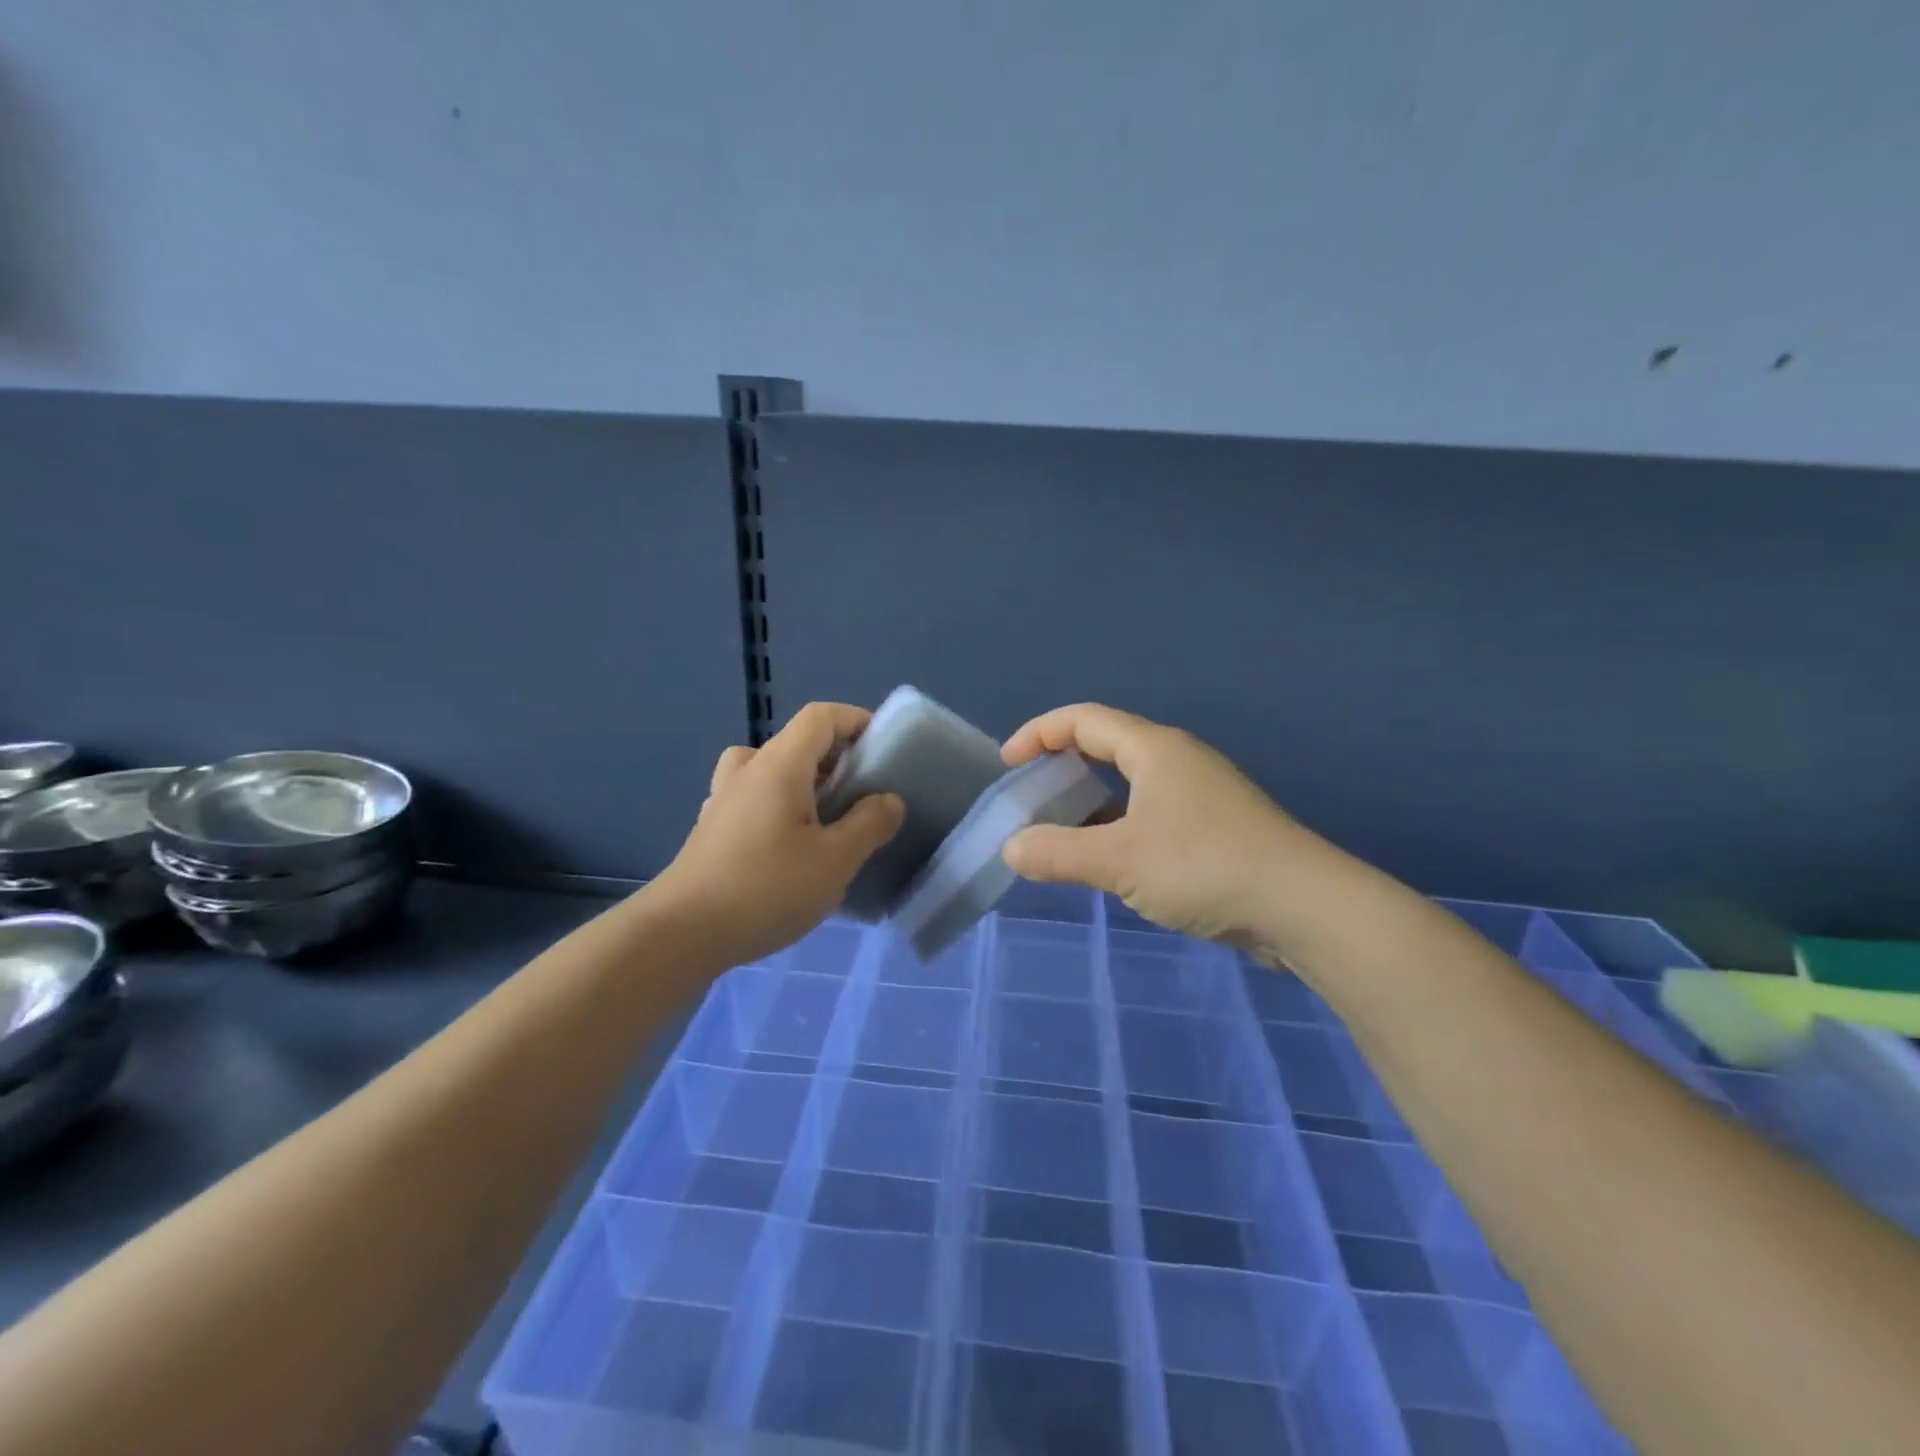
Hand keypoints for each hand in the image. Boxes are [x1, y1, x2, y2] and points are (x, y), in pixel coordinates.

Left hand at [651, 702, 904, 966]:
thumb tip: (889, 800)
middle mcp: (748, 771)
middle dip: (835, 757)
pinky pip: (752, 798)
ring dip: (803, 780)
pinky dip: (778, 805)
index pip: (820, 717)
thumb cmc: (766, 888)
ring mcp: (723, 800)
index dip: (855, 720)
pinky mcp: (711, 830)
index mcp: (779, 766)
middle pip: (796, 741)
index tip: (882, 748)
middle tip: (861, 792)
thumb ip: (869, 824)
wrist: (681, 934)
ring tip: (824, 816)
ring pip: (769, 768)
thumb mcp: (836, 860)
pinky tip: (788, 846)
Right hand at [1000, 704, 1304, 945]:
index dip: (1038, 733)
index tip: (1008, 763)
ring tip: (1062, 833)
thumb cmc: (1204, 866)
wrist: (1303, 906)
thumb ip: (1059, 853)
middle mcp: (1178, 760)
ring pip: (1131, 784)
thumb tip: (1012, 848)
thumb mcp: (1119, 861)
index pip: (1083, 720)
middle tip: (1032, 795)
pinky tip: (1110, 862)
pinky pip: (1152, 813)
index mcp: (1154, 749)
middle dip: (1063, 764)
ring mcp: (1202, 794)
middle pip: (1107, 746)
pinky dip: (1120, 827)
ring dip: (1092, 802)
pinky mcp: (1216, 827)